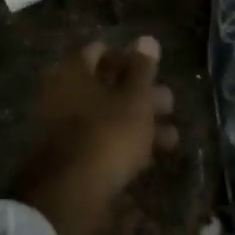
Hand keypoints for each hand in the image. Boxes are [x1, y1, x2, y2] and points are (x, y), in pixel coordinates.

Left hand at [14, 36, 178, 234]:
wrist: (71, 195)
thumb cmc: (107, 134)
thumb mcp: (134, 98)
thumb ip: (142, 69)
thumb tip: (147, 39)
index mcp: (72, 71)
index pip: (101, 51)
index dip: (130, 59)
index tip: (155, 72)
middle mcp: (62, 94)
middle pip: (107, 85)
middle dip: (141, 95)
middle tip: (169, 105)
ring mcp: (63, 128)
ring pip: (108, 116)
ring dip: (140, 123)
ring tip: (171, 138)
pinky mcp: (71, 157)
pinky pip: (102, 141)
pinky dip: (125, 144)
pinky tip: (152, 157)